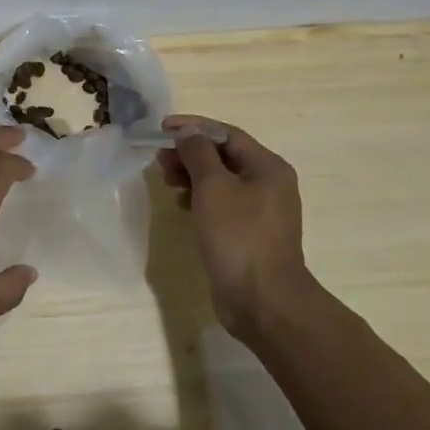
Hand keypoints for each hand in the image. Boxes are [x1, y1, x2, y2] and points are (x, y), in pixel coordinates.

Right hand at [157, 116, 313, 338]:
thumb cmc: (238, 236)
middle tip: (160, 159)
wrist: (263, 301)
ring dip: (192, 175)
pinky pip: (221, 205)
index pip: (226, 134)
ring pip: (220, 181)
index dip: (193, 127)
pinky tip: (181, 205)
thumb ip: (198, 153)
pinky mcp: (249, 234)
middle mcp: (268, 184)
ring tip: (167, 180)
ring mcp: (260, 212)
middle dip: (190, 153)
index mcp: (267, 167)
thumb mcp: (213, 187)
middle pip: (223, 157)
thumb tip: (188, 133)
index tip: (162, 129)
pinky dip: (200, 199)